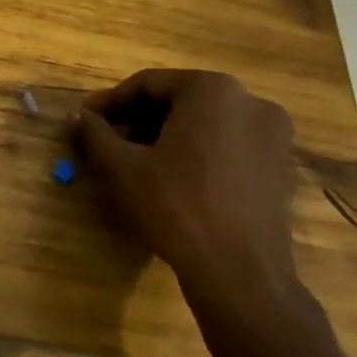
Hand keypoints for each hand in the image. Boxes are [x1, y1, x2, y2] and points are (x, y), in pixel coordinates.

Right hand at [72, 69, 299, 306]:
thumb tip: (76, 116)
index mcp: (212, 89)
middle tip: (105, 142)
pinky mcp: (280, 163)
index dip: (109, 102)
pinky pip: (227, 143)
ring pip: (204, 122)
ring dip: (164, 135)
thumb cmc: (177, 207)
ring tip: (133, 161)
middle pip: (178, 100)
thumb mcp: (124, 168)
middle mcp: (249, 100)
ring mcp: (272, 133)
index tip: (84, 120)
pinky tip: (172, 177)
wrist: (240, 272)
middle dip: (137, 120)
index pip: (147, 84)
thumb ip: (95, 134)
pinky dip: (196, 151)